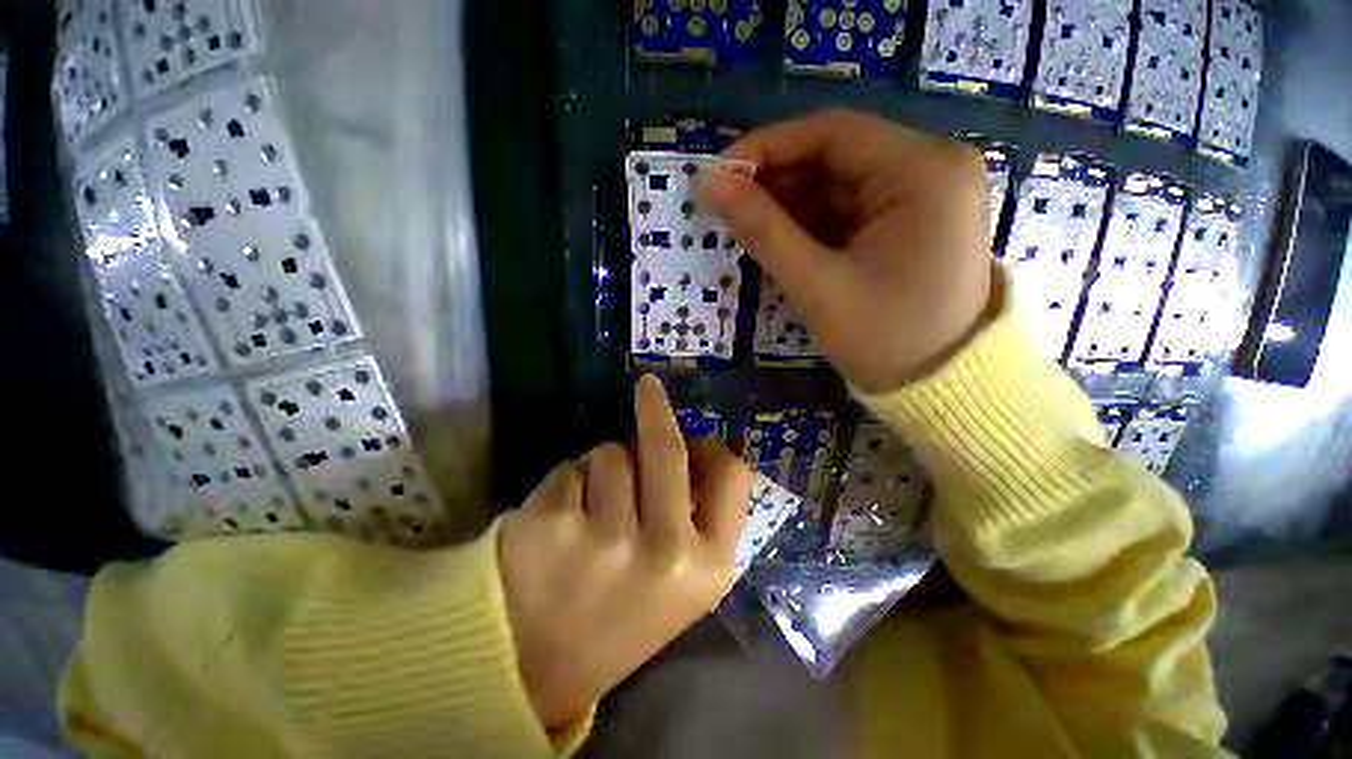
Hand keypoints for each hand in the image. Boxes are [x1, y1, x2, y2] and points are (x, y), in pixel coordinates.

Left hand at [498, 375, 750, 729]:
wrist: (532, 672)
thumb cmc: (616, 618)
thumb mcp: (680, 582)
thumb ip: (696, 519)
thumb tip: (693, 451)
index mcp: (707, 567)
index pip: (731, 476)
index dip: (713, 447)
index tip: (696, 434)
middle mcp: (665, 550)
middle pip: (666, 447)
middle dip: (655, 409)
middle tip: (647, 386)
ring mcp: (607, 536)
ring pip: (611, 452)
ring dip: (601, 468)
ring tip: (587, 516)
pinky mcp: (553, 523)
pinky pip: (571, 467)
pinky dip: (566, 483)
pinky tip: (555, 527)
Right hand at [700, 109, 994, 392]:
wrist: (941, 388)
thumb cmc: (885, 339)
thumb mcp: (817, 285)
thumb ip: (762, 230)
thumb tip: (709, 183)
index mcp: (923, 171)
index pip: (832, 132)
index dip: (766, 149)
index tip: (718, 176)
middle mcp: (931, 168)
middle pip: (836, 157)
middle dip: (777, 184)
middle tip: (729, 213)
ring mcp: (924, 196)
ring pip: (839, 186)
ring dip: (791, 208)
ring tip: (752, 235)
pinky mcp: (912, 223)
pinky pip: (850, 211)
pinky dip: (812, 226)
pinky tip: (785, 246)